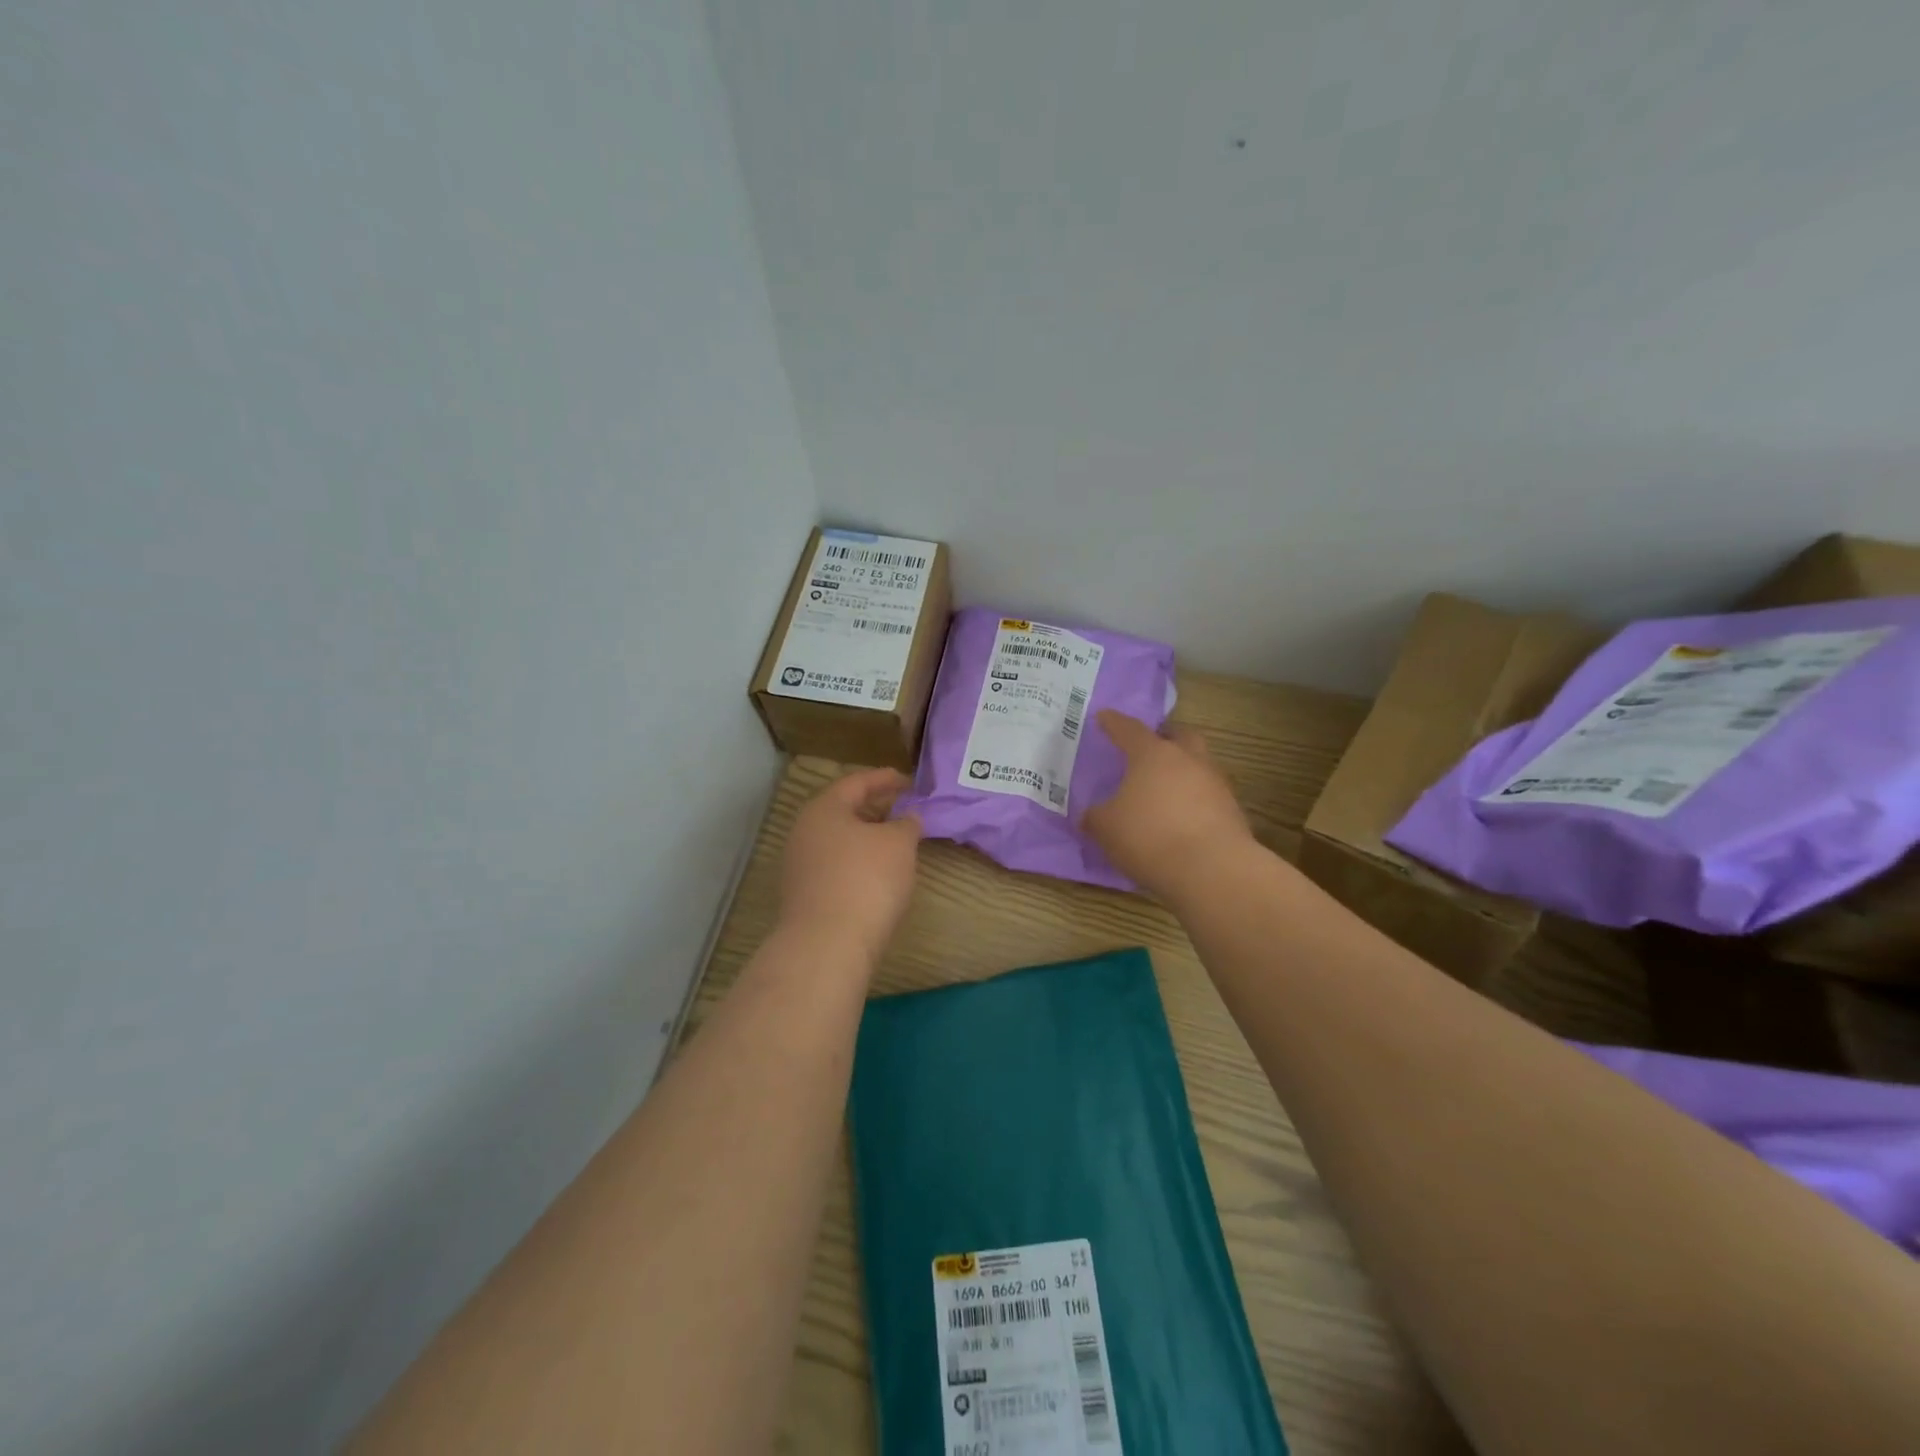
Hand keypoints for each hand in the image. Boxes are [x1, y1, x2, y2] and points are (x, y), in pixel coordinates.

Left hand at [777, 767, 922, 965]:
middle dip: (876, 809)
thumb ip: (907, 823)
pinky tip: (878, 874)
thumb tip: (907, 817)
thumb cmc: (866, 880)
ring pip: (839, 840)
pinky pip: (836, 866)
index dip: (886, 779)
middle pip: (844, 811)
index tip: (910, 781)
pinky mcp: (804, 895)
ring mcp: (800, 865)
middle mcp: (805, 832)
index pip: (857, 782)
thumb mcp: (899, 844)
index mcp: (824, 809)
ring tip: (896, 843)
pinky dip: (858, 862)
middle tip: (904, 810)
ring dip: (867, 838)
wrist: (827, 946)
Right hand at [1081, 711, 1254, 900]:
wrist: (1211, 870)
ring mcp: (1215, 784)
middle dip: (1164, 738)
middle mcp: (1188, 759)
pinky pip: (1208, 796)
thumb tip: (1090, 815)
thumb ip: (1095, 816)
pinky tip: (1181, 819)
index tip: (1104, 717)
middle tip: (1148, 749)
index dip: (1113, 723)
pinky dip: (1194, 801)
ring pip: (1198, 765)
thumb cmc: (1149, 836)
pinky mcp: (1232, 811)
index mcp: (1153, 754)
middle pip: (1179, 736)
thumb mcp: (1106, 828)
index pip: (1129, 729)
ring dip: (1182, 771)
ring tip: (1164, 790)